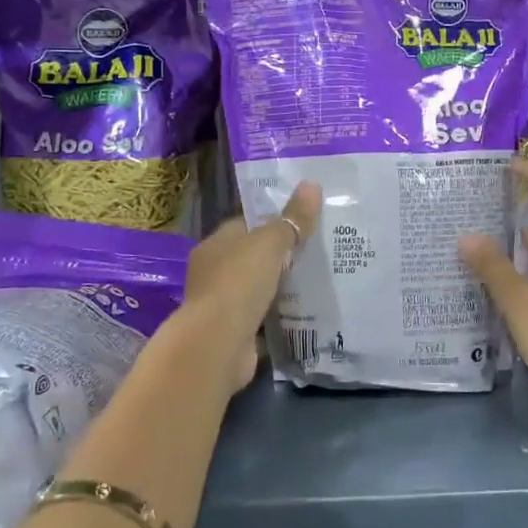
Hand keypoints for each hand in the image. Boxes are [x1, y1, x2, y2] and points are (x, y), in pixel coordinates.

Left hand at [181, 181, 322, 394]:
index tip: (301, 223)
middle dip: (278, 257)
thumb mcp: (270, 243)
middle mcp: (213, 272)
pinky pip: (260, 317)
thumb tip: (312, 184)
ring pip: (256, 289)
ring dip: (278, 288)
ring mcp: (221, 304)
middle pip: (250, 258)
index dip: (271, 223)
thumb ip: (292, 219)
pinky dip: (276, 316)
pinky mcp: (233, 332)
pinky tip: (302, 313)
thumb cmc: (239, 282)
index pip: (244, 226)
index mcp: (215, 244)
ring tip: (315, 282)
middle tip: (315, 253)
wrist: (219, 343)